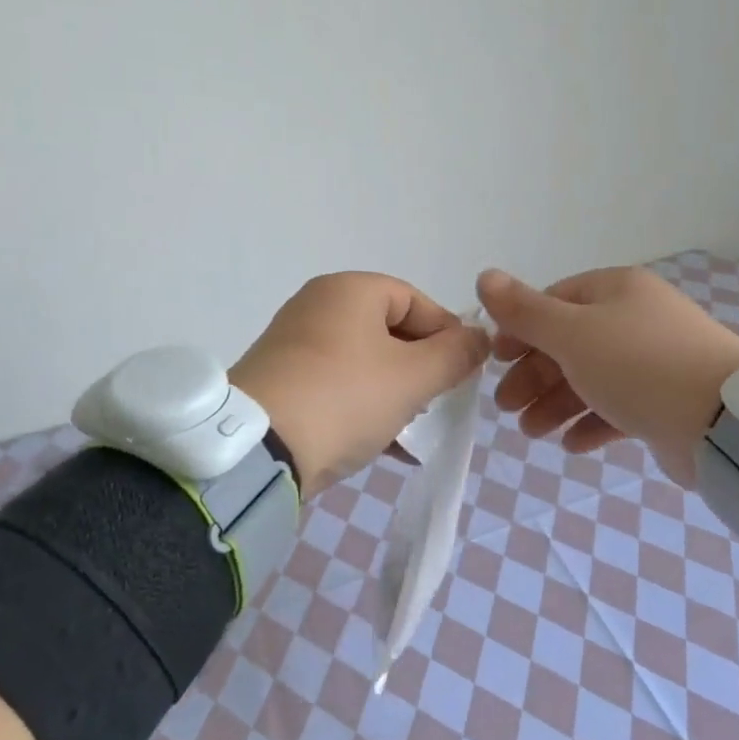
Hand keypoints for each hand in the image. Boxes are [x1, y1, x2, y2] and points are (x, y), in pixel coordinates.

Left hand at [231, 273, 489, 496]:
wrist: (259, 450)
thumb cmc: (346, 397)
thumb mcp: (413, 377)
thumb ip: (455, 354)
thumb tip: (479, 337)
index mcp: (350, 289)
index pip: (416, 300)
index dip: (448, 334)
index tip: (463, 372)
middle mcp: (318, 304)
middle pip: (389, 330)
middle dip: (420, 367)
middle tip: (436, 400)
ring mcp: (294, 342)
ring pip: (364, 360)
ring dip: (394, 390)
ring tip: (411, 427)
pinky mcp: (280, 378)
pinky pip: (336, 383)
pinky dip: (363, 404)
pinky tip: (383, 443)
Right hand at [476, 266, 738, 485]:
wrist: (723, 422)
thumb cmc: (637, 366)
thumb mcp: (571, 333)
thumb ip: (524, 310)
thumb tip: (484, 275)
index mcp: (616, 291)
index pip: (556, 301)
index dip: (521, 329)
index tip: (497, 360)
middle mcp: (637, 319)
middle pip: (571, 343)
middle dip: (535, 375)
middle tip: (507, 407)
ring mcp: (656, 362)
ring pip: (593, 378)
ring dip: (556, 403)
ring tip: (531, 433)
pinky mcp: (668, 402)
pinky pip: (620, 408)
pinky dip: (592, 423)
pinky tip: (570, 445)